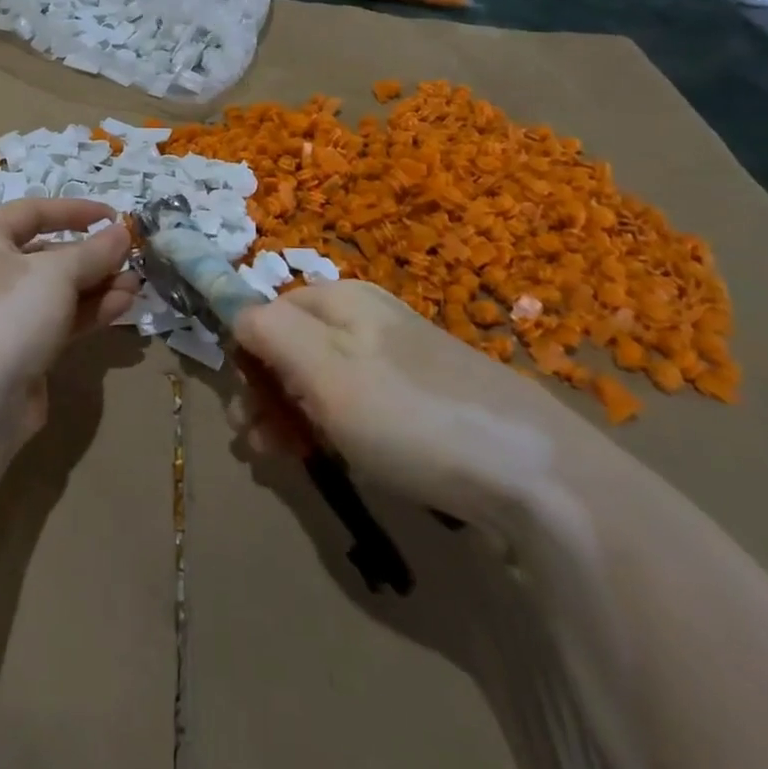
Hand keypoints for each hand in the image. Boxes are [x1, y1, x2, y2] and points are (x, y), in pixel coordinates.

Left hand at [0, 199, 137, 483]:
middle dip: (92, 255)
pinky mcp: (19, 347)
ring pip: (57, 289)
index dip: (75, 211)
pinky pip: (59, 318)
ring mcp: (3, 312)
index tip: (114, 216)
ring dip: (98, 285)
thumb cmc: (8, 314)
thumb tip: (122, 233)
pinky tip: (122, 306)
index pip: (33, 212)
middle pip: (48, 253)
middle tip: (131, 258)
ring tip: (136, 286)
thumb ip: (94, 251)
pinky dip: (89, 311)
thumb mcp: (57, 273)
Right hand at [234, 281, 604, 531]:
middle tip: (261, 447)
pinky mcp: (428, 396)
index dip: (247, 358)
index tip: (246, 411)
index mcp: (341, 298)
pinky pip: (364, 402)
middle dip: (269, 393)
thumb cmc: (407, 414)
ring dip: (298, 415)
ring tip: (292, 461)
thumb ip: (269, 329)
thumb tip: (235, 310)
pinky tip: (344, 459)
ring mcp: (402, 356)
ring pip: (326, 378)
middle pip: (295, 345)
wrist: (532, 470)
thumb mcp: (322, 367)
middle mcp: (369, 317)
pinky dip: (340, 427)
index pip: (267, 312)